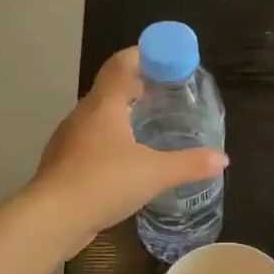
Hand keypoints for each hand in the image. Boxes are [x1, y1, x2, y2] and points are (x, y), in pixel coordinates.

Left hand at [32, 47, 227, 252]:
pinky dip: (113, 142)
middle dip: (139, 88)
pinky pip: (93, 143)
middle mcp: (83, 115)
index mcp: (104, 105)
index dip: (145, 55)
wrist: (52, 218)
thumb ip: (189, 164)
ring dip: (124, 116)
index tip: (168, 61)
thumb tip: (221, 159)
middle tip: (168, 96)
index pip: (122, 64)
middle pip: (111, 89)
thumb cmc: (103, 182)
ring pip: (100, 118)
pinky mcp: (64, 164)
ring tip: (151, 128)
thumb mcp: (155, 173)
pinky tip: (127, 162)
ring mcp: (70, 140)